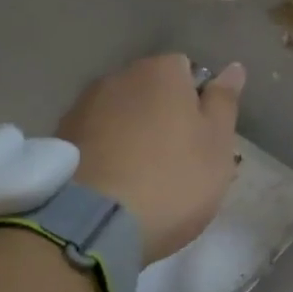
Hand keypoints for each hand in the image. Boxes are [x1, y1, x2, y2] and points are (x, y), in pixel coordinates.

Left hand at [57, 54, 244, 264]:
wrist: (94, 223)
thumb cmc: (172, 181)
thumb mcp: (217, 146)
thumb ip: (224, 103)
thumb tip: (233, 68)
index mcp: (160, 72)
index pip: (186, 71)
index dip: (198, 104)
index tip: (203, 141)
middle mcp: (117, 78)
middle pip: (150, 93)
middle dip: (163, 119)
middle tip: (178, 165)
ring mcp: (82, 108)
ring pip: (120, 116)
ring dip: (133, 136)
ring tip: (142, 181)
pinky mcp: (60, 140)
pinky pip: (95, 140)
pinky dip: (107, 155)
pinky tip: (114, 187)